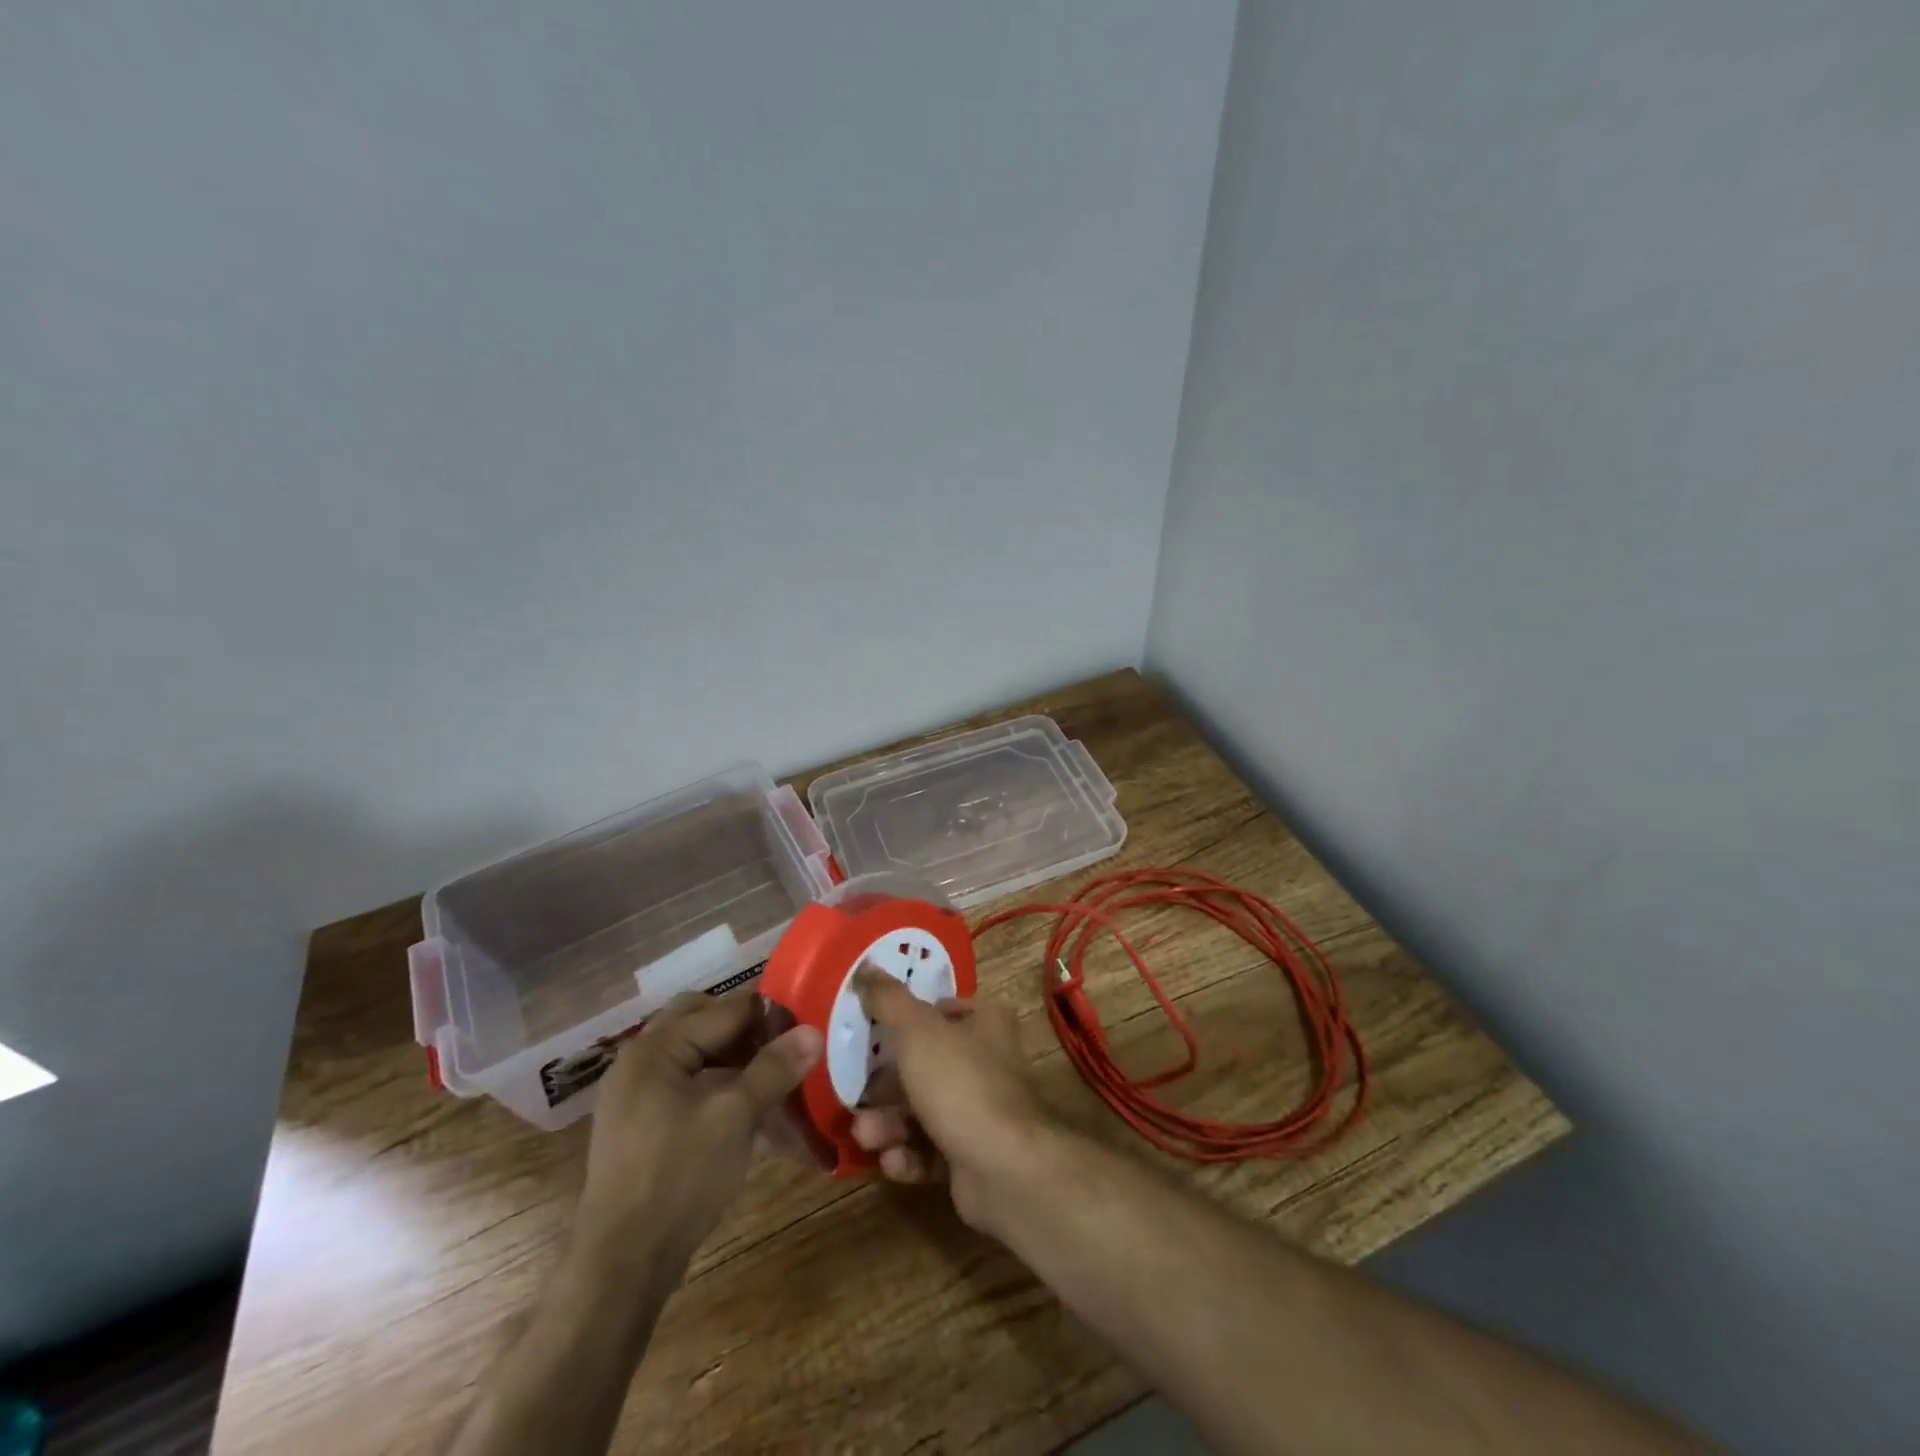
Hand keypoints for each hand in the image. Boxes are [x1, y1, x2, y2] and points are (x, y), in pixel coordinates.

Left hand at [576, 989, 822, 1273]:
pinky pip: (688, 1088)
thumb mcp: (735, 1116)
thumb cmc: (679, 1176)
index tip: (809, 1025)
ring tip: (777, 1080)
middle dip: (749, 1032)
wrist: (622, 1266)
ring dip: (737, 1062)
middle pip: (705, 1024)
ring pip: (698, 1057)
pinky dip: (720, 1089)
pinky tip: (751, 1113)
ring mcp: (637, 1096)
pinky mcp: (643, 1128)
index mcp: (656, 1048)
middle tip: (787, 1048)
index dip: (770, 1014)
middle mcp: (641, 1062)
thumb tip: (813, 1032)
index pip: (725, 1009)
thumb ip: (774, 1068)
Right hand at [849, 969, 1057, 1234]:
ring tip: (866, 1136)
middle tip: (855, 1095)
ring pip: (924, 1109)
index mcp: (985, 1022)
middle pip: (926, 1064)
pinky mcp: (974, 1155)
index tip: (870, 1031)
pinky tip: (892, 1162)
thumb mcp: (917, 1031)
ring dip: (889, 1124)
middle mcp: (987, 1061)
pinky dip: (909, 1155)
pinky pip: (932, 1150)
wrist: (1005, 1169)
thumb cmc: (960, 1084)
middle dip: (886, 1084)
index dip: (906, 1018)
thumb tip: (866, 966)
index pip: (942, 1010)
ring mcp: (982, 1110)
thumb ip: (888, 1000)